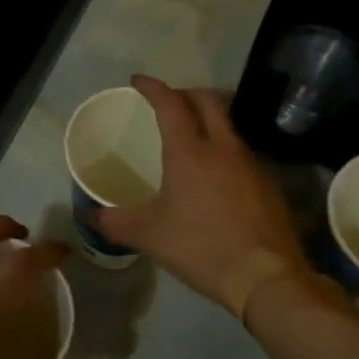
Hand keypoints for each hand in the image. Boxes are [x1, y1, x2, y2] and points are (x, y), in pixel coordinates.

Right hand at [94, 75, 315, 315]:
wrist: (266, 278)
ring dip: (208, 120)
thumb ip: (115, 222)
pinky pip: (241, 153)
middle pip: (208, 101)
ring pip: (228, 126)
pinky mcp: (268, 185)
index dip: (153, 87)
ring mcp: (251, 164)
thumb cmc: (201, 246)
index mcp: (190, 151)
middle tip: (168, 101)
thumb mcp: (148, 235)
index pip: (170, 103)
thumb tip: (90, 215)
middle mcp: (223, 148)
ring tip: (191, 136)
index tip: (137, 80)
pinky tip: (216, 175)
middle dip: (186, 93)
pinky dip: (224, 149)